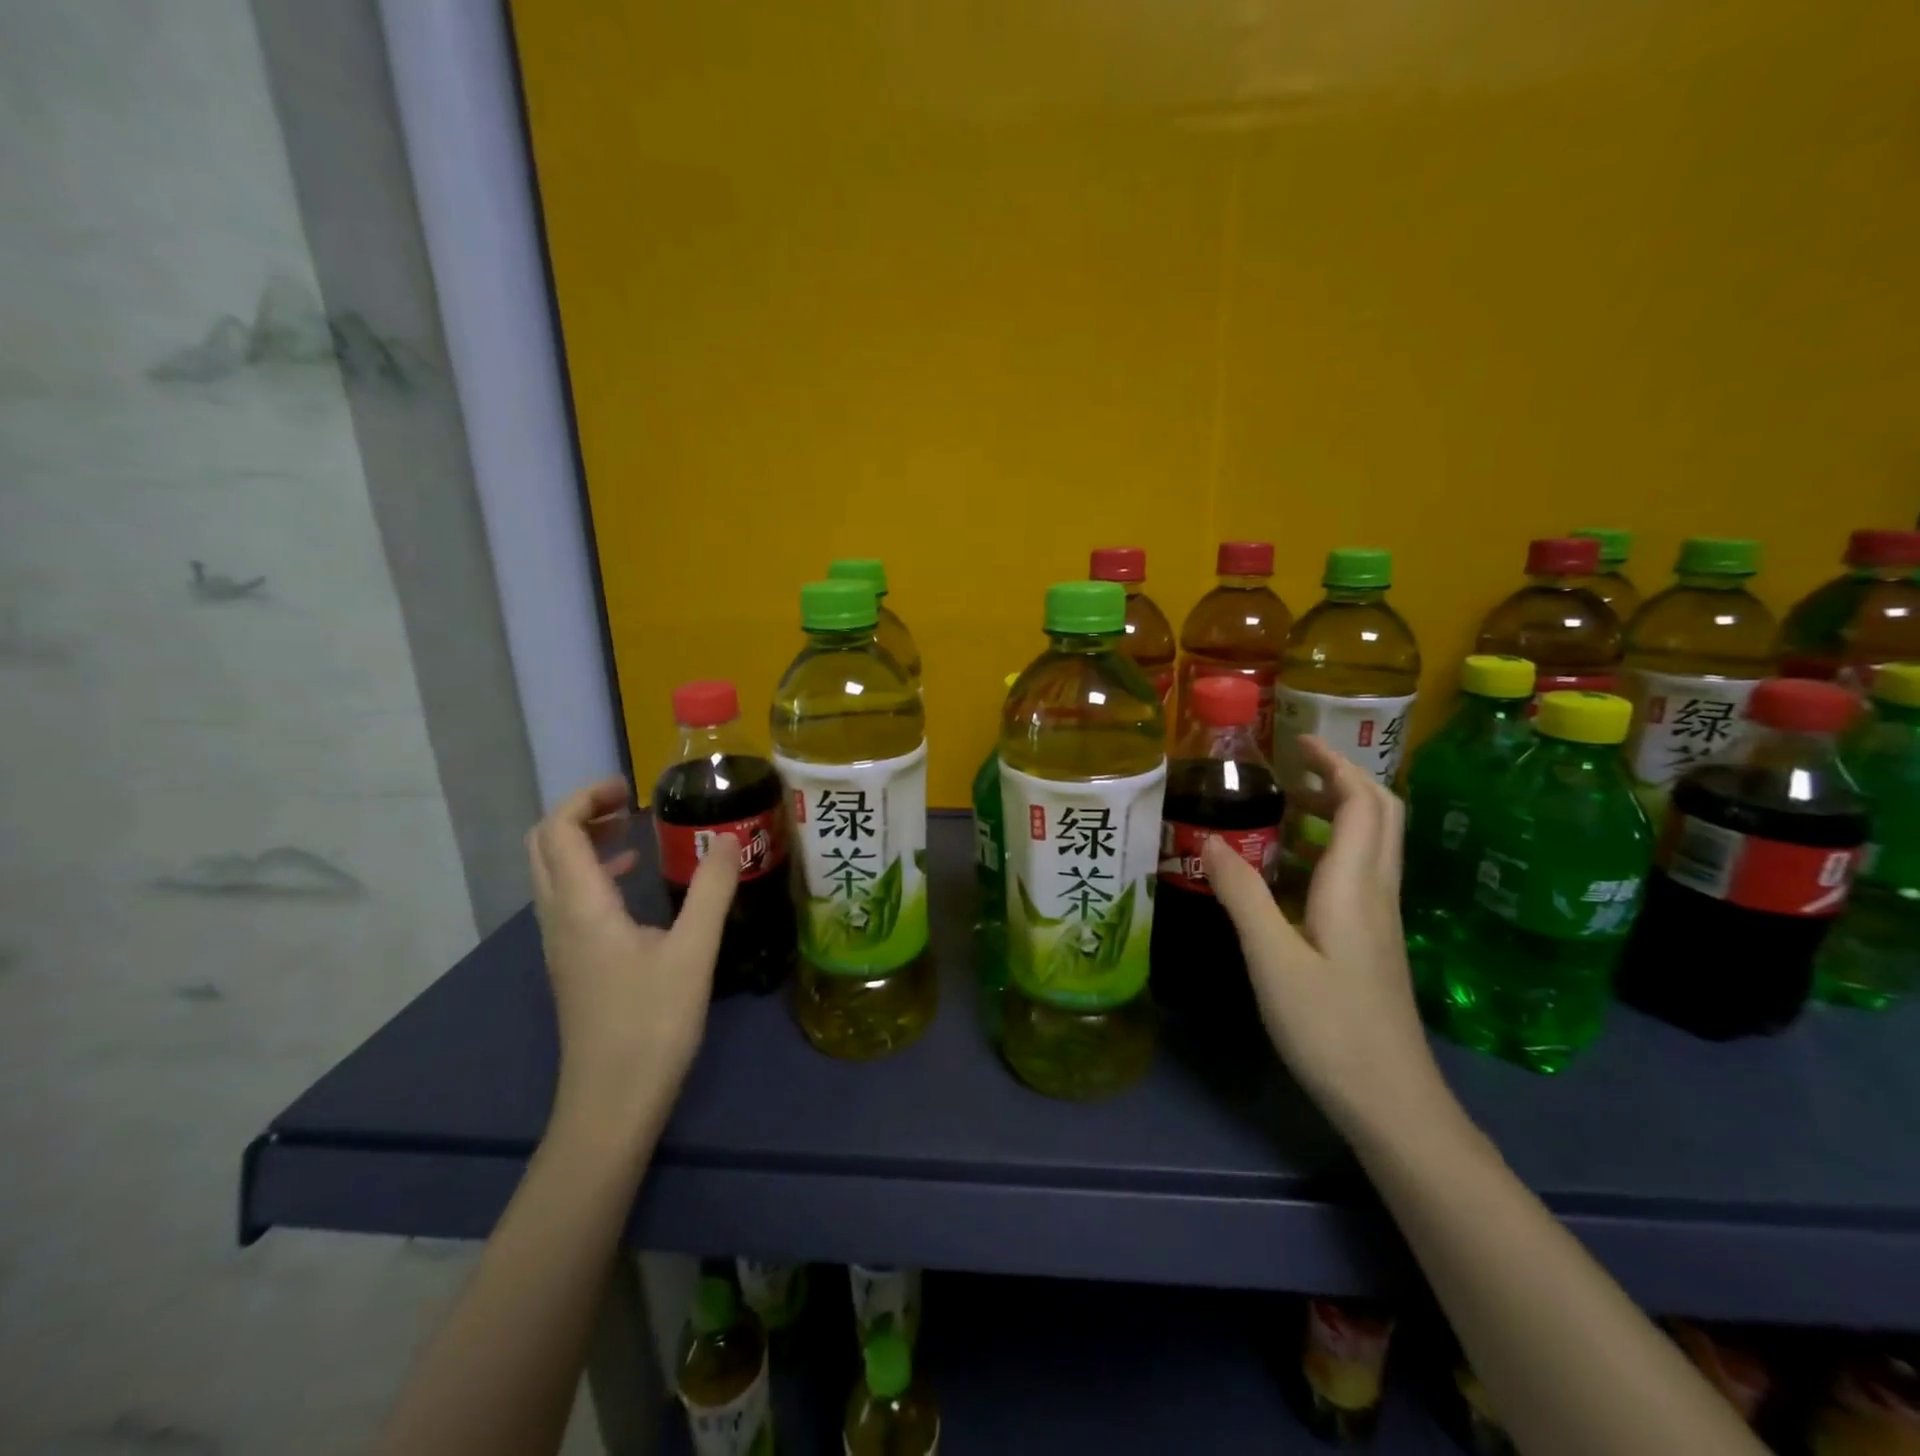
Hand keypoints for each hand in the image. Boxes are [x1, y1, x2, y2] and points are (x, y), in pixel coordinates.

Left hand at [526, 777, 738, 1141]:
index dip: (586, 797)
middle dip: (580, 814)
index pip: (557, 829)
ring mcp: (560, 945)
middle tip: (629, 805)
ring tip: (634, 835)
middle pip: (543, 846)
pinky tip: (633, 888)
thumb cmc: (651, 1024)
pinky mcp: (572, 965)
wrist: (611, 1104)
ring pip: (552, 874)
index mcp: (582, 906)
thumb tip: (729, 838)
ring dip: (583, 843)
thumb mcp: (694, 952)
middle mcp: (559, 919)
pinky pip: (567, 900)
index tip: (631, 789)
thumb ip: (712, 890)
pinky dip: (591, 875)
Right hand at [1202, 737, 1442, 1133]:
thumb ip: (1241, 894)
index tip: (1297, 742)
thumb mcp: (1271, 958)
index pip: (1363, 803)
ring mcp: (1380, 919)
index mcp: (1355, 886)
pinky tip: (1293, 868)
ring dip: (1340, 810)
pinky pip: (1361, 871)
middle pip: (1381, 814)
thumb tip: (1209, 839)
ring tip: (1288, 805)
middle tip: (1293, 768)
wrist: (1391, 1102)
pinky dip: (1333, 846)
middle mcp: (1377, 892)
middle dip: (1342, 778)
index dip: (1335, 763)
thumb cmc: (1330, 1026)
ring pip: (1375, 843)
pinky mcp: (1373, 941)